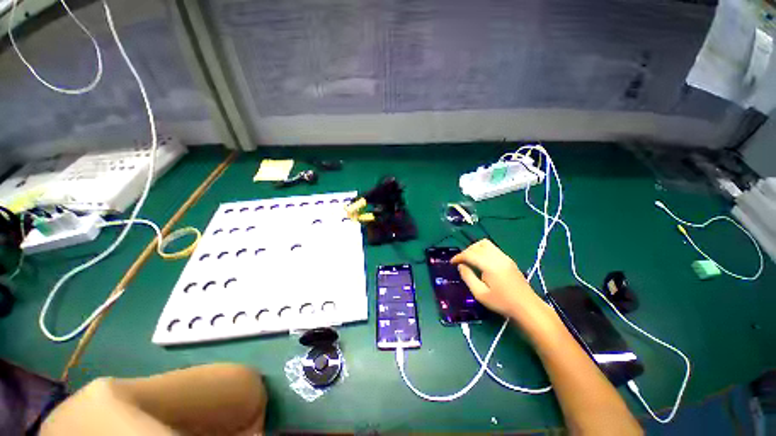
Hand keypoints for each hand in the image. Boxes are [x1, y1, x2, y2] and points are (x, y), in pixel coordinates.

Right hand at [451, 239, 543, 319]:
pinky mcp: (508, 260)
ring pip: (485, 244)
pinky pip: (492, 248)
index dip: (459, 256)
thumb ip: (468, 277)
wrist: (527, 307)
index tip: (451, 262)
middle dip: (466, 251)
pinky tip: (481, 262)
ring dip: (474, 249)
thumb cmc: (502, 303)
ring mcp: (504, 257)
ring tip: (470, 260)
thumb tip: (461, 266)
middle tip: (460, 262)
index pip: (470, 254)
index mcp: (490, 265)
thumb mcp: (480, 294)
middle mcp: (497, 257)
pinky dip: (483, 250)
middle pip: (477, 246)